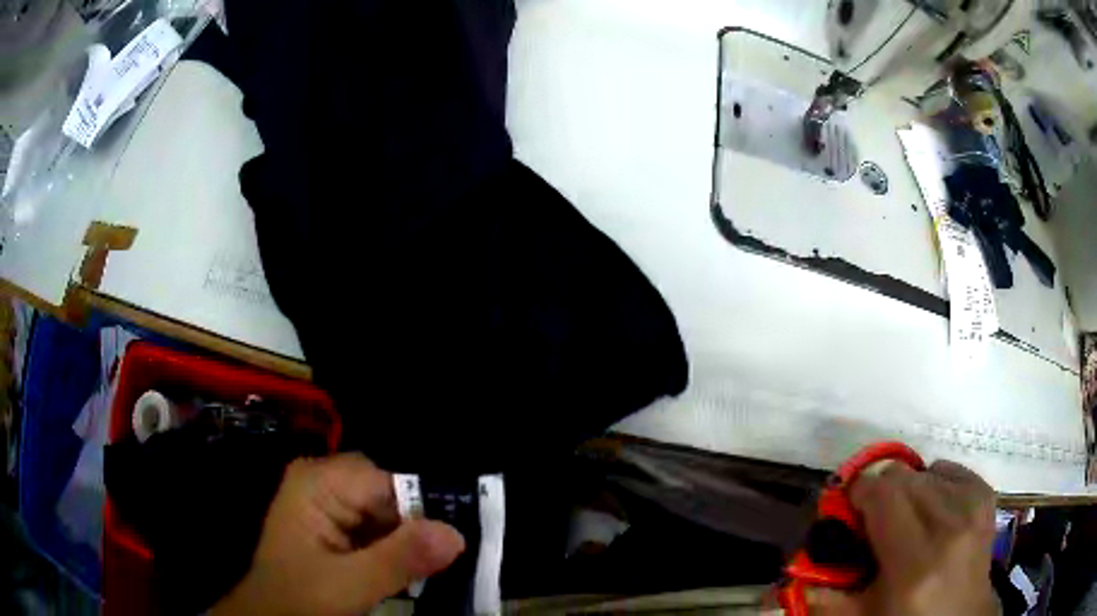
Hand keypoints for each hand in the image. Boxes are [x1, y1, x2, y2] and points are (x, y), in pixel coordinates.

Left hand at [213, 453, 464, 615]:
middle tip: (447, 558)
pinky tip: (409, 572)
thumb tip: (457, 534)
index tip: (459, 537)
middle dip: (417, 526)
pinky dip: (397, 549)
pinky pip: (378, 528)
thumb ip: (400, 559)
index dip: (424, 507)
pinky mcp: (336, 525)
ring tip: (433, 568)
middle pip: (389, 493)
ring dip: (410, 541)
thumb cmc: (299, 599)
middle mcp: (324, 482)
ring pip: (387, 512)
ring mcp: (329, 503)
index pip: (386, 481)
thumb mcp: (349, 585)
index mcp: (318, 482)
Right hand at [813, 460, 998, 615]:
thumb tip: (794, 568)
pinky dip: (935, 482)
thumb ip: (823, 594)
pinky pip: (949, 468)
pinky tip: (934, 510)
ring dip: (908, 491)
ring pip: (924, 470)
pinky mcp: (986, 494)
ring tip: (908, 521)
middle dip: (881, 493)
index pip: (883, 494)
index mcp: (916, 565)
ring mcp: (973, 506)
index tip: (850, 510)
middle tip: (876, 521)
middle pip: (903, 476)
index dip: (858, 493)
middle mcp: (950, 526)